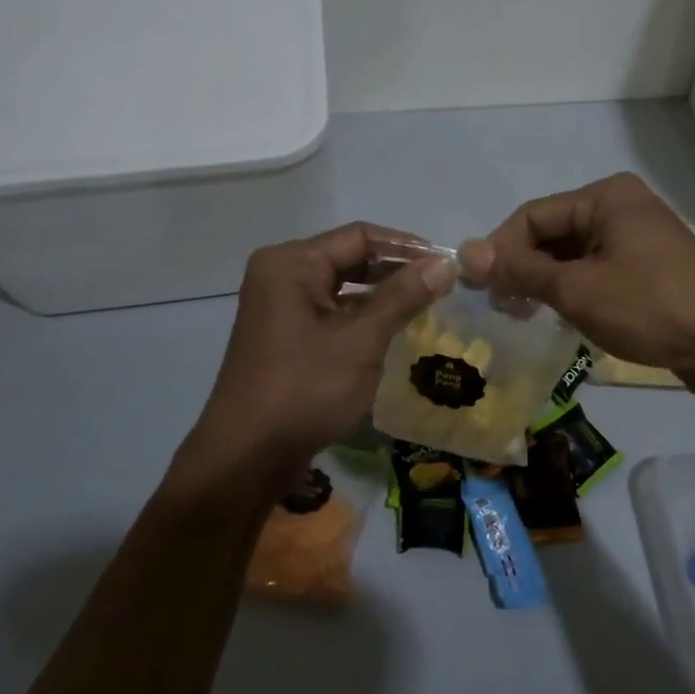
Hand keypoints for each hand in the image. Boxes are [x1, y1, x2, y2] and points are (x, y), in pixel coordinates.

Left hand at [178, 223, 452, 503]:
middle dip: (396, 270)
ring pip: (342, 286)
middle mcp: (281, 273)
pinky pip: (332, 311)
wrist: (246, 457)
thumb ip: (403, 297)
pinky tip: (395, 329)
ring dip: (382, 294)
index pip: (360, 236)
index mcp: (292, 263)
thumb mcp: (361, 341)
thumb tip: (445, 263)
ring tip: (427, 304)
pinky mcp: (285, 334)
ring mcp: (280, 305)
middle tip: (443, 284)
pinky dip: (363, 316)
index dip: (407, 247)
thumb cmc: (304, 390)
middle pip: (350, 257)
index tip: (448, 264)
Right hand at [458, 172, 694, 390]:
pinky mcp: (651, 269)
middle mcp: (622, 208)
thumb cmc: (649, 305)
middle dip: (524, 268)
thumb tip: (465, 252)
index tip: (478, 288)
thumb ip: (520, 270)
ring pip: (576, 255)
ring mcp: (640, 239)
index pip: (533, 216)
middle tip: (501, 307)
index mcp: (606, 197)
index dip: (500, 249)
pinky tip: (562, 318)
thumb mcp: (577, 289)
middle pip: (554, 233)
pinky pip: (599, 271)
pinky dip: (576, 290)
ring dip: (547, 282)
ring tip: (525, 315)